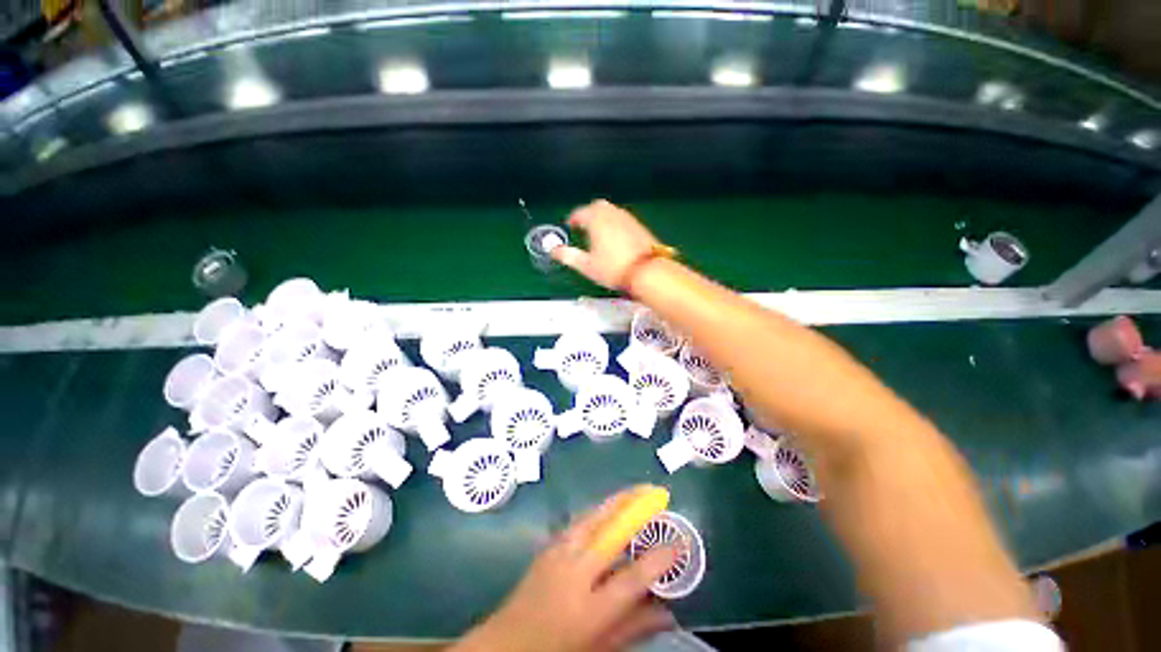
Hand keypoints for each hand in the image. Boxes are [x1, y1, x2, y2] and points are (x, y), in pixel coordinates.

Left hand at [454, 489, 677, 651]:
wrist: (505, 644)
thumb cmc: (557, 651)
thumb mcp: (599, 648)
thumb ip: (634, 627)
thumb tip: (669, 611)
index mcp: (589, 611)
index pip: (632, 579)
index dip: (659, 559)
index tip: (679, 542)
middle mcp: (574, 574)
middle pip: (609, 532)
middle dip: (635, 509)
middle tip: (656, 493)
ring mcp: (558, 554)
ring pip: (593, 517)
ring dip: (617, 500)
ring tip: (637, 489)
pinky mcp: (549, 545)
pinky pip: (580, 520)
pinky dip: (599, 509)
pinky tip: (609, 503)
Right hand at [553, 200, 664, 290]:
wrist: (647, 272)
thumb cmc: (614, 268)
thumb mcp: (586, 265)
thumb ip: (568, 255)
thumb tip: (553, 250)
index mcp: (597, 219)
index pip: (580, 212)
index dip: (573, 218)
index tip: (569, 225)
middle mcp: (613, 214)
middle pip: (597, 206)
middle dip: (588, 213)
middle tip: (582, 225)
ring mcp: (628, 219)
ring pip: (611, 211)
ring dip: (602, 217)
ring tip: (597, 232)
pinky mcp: (639, 227)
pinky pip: (622, 219)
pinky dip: (614, 223)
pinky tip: (614, 238)